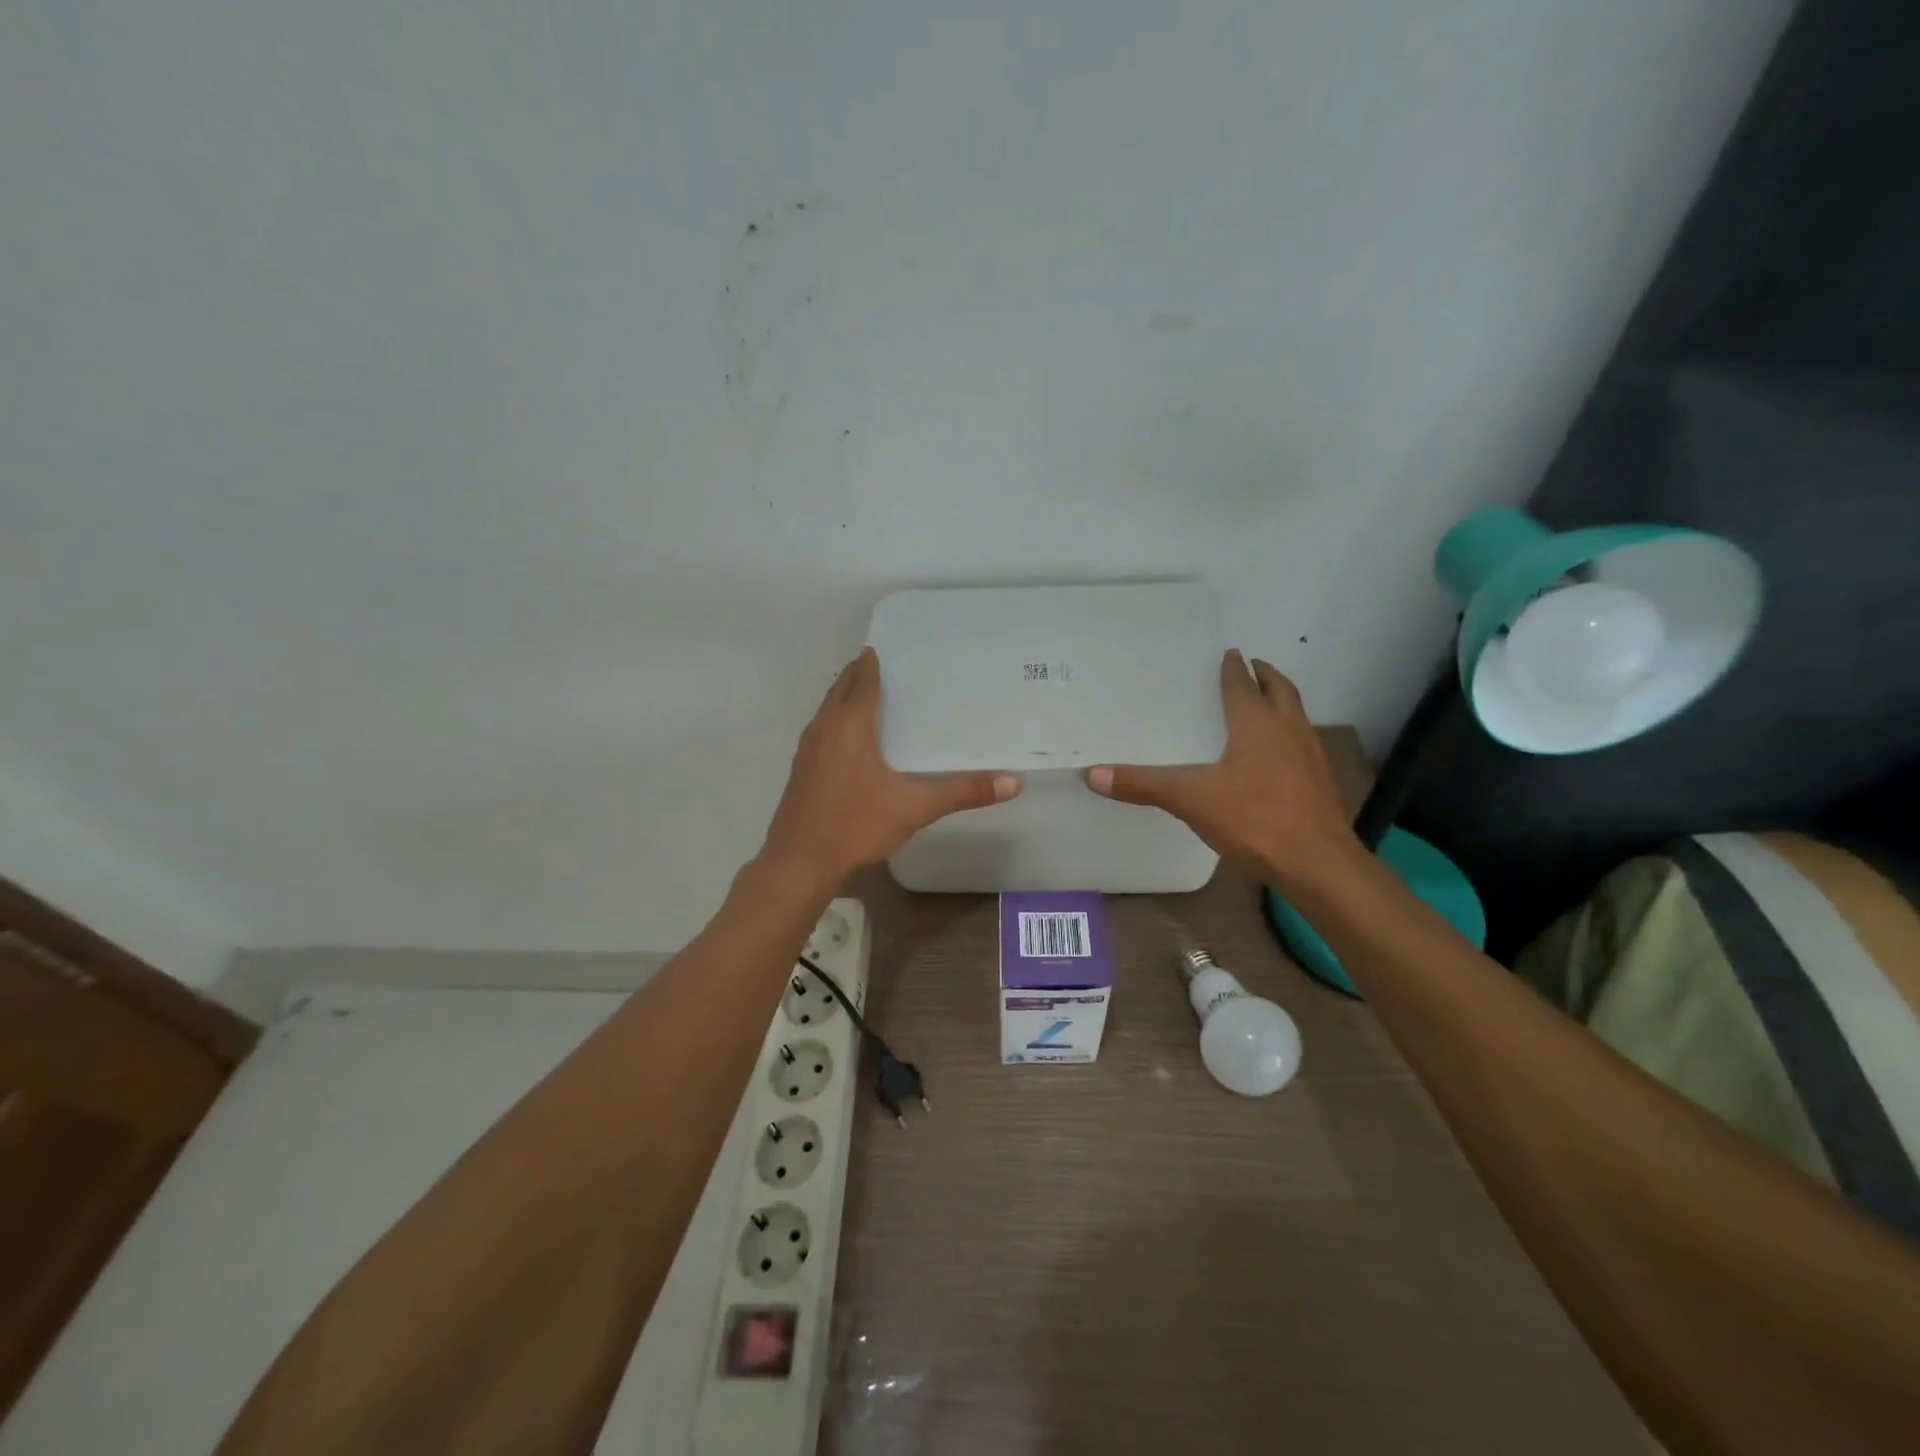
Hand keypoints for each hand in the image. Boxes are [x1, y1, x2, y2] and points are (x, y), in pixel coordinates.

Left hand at [759, 647, 1019, 888]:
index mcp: (850, 725)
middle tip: (880, 665)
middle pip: (840, 689)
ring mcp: (807, 749)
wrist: (799, 862)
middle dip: (857, 674)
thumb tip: (1014, 782)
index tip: (882, 648)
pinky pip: (820, 731)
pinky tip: (849, 741)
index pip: (862, 681)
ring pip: (826, 710)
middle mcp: (824, 728)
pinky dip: (834, 721)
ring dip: (843, 697)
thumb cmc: (856, 825)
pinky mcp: (800, 770)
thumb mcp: (915, 807)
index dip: (871, 663)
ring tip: (866, 696)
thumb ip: (963, 792)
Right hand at [1086, 649, 1358, 888]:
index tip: (1230, 653)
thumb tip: (1093, 774)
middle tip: (1253, 666)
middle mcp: (1289, 730)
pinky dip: (1288, 734)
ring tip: (1264, 704)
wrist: (1318, 864)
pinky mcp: (1320, 782)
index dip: (1234, 669)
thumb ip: (1144, 785)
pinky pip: (1302, 743)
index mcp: (1258, 724)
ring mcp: (1310, 756)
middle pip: (1281, 691)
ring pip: (1297, 716)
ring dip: (1281, 703)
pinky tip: (1275, 756)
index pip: (1243, 685)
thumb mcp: (1191, 800)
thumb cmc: (1255, 819)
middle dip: (1266, 676)